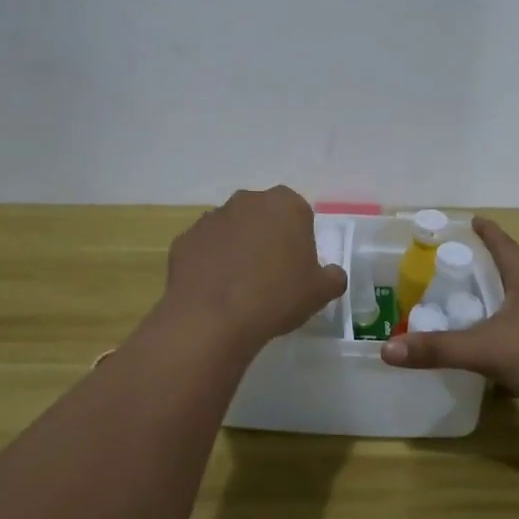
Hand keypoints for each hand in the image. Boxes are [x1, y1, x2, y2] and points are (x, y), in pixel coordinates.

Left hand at [161, 187, 347, 352]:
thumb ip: (333, 277)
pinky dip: (210, 263)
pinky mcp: (185, 239)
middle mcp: (247, 201)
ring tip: (240, 286)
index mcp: (285, 204)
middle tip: (271, 275)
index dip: (299, 239)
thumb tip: (332, 274)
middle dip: (267, 238)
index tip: (297, 267)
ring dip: (237, 248)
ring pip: (232, 230)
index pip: (299, 213)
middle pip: (263, 216)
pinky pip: (205, 248)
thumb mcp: (321, 292)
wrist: (213, 318)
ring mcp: (211, 217)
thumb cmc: (277, 296)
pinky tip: (215, 291)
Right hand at [381, 216, 518, 415]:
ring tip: (469, 307)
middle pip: (511, 273)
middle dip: (485, 268)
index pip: (504, 247)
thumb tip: (388, 349)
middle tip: (456, 267)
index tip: (473, 219)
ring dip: (495, 301)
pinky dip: (505, 332)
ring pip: (518, 304)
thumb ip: (440, 349)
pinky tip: (493, 351)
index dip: (488, 233)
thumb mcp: (488, 350)